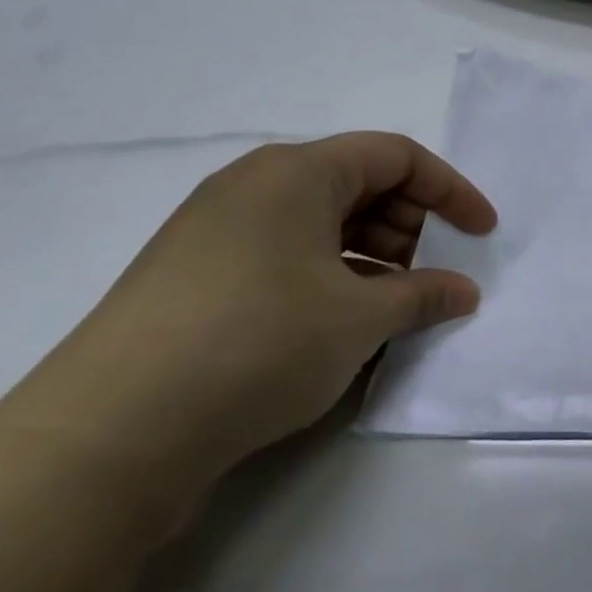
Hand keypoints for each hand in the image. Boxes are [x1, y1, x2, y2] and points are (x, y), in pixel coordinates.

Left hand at [6, 134, 496, 497]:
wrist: (108, 435)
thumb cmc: (258, 344)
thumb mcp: (361, 318)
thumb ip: (424, 295)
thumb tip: (463, 291)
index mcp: (295, 173)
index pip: (396, 156)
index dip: (451, 190)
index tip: (484, 232)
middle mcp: (252, 187)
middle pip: (358, 183)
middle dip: (409, 224)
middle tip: (430, 276)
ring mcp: (215, 232)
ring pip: (320, 222)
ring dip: (371, 255)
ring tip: (389, 308)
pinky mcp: (193, 277)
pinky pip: (285, 255)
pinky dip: (329, 277)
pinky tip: (339, 326)